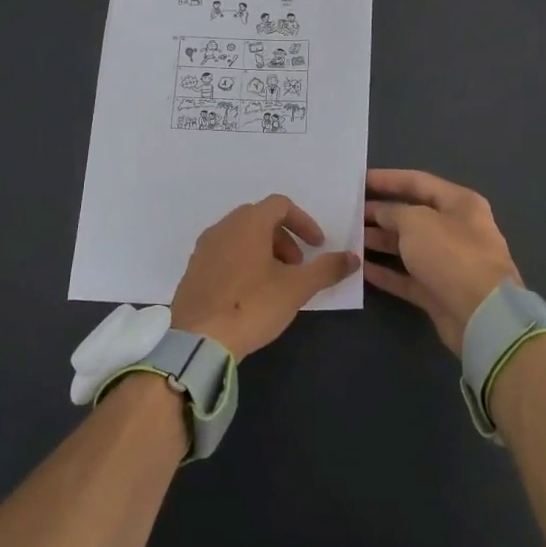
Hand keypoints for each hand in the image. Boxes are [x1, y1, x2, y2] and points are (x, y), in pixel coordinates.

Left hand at [171, 195, 359, 358]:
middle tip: (296, 267)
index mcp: (248, 223)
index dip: (303, 222)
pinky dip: (242, 263)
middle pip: (259, 219)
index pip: (280, 205)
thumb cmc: (252, 306)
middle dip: (284, 239)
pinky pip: (223, 255)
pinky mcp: (192, 271)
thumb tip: (353, 257)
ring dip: (263, 251)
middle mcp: (222, 227)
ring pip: (240, 237)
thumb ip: (327, 269)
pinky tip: (248, 295)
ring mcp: (203, 249)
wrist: (198, 341)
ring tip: (275, 283)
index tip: (317, 246)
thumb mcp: (296, 288)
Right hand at [364, 169, 521, 354]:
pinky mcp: (439, 291)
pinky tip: (361, 268)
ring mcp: (448, 262)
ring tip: (349, 238)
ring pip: (408, 247)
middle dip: (380, 213)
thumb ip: (393, 212)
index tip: (359, 180)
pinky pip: (407, 277)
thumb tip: (380, 213)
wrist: (482, 315)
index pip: (418, 182)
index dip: (387, 179)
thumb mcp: (416, 221)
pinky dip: (386, 272)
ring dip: (380, 242)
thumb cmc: (451, 254)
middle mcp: (456, 229)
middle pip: (412, 215)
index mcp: (459, 203)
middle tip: (348, 213)